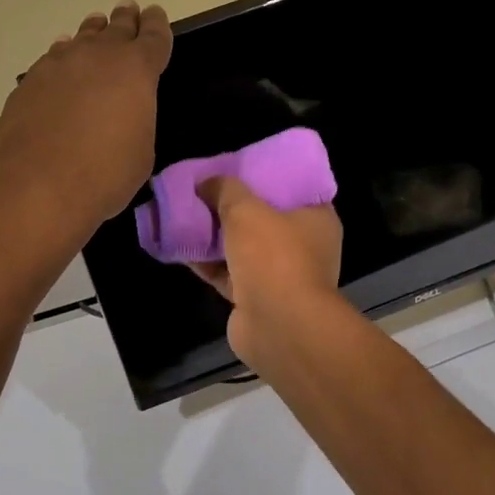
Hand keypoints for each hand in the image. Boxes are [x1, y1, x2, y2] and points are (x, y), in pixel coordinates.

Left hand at [0, 1, 172, 256]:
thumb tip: (121, 115)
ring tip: (96, 28)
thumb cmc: (104, 176)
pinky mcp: (28, 82)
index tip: (154, 15)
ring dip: (92, 33)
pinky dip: (62, 57)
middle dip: (125, 20)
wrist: (37, 187)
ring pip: (81, 38)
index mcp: (136, 69)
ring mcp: (58, 64)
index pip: (153, 36)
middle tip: (128, 12)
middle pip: (116, 28)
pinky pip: (52, 59)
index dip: (156, 24)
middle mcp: (97, 56)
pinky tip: (60, 61)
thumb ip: (136, 120)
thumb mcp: (140, 151)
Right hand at [190, 175, 343, 371]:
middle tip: (203, 189)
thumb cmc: (274, 257)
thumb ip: (224, 189)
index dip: (263, 176)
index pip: (292, 188)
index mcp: (316, 219)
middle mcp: (303, 246)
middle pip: (263, 218)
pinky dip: (206, 261)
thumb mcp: (246, 209)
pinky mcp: (255, 298)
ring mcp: (279, 275)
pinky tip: (178, 246)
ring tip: (184, 214)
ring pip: (242, 247)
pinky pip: (226, 273)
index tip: (235, 168)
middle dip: (231, 206)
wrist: (278, 326)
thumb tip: (205, 182)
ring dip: (214, 235)